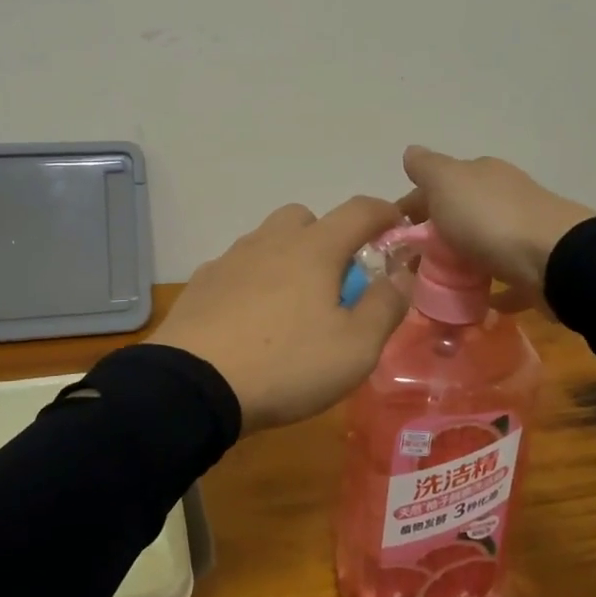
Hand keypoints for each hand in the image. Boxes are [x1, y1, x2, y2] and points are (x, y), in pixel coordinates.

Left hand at [149, 196, 410, 434]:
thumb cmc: (286, 364)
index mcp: (314, 249)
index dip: (385, 213)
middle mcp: (271, 241)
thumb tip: (402, 272)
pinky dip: (255, 280)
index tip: (399, 228)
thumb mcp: (356, 347)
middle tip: (336, 281)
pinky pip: (239, 267)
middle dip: (329, 238)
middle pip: (306, 218)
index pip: (359, 210)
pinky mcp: (203, 282)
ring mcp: (231, 259)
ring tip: (293, 306)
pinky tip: (253, 319)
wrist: (193, 386)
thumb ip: (386, 305)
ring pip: (269, 240)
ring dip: (289, 258)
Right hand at [397, 146, 595, 312]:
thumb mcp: (446, 182)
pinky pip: (504, 278)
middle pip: (458, 216)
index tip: (394, 238)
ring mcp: (522, 231)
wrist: (555, 260)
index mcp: (481, 173)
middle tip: (411, 269)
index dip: (412, 208)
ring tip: (436, 290)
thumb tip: (410, 152)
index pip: (436, 185)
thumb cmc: (490, 218)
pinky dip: (487, 288)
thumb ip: (425, 167)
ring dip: (459, 263)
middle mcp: (503, 196)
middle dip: (433, 238)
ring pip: (480, 246)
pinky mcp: (535, 266)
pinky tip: (472, 303)